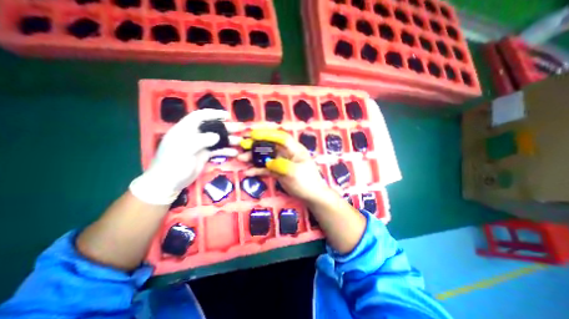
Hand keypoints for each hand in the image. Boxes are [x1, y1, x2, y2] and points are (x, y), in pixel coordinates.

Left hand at [130, 110, 237, 204]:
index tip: (227, 116)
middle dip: (226, 127)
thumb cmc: (172, 164)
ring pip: (217, 139)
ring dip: (228, 139)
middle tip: (240, 128)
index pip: (199, 116)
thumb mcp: (184, 150)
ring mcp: (200, 146)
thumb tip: (217, 136)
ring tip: (240, 141)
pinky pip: (217, 150)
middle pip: (212, 128)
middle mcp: (194, 135)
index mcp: (185, 130)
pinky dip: (226, 151)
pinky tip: (235, 153)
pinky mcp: (204, 155)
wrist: (168, 183)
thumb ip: (200, 140)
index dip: (213, 114)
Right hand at [239, 128, 331, 201]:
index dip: (267, 134)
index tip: (253, 134)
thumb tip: (267, 162)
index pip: (280, 137)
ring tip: (242, 158)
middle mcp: (287, 153)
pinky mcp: (278, 171)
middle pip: (270, 146)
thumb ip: (279, 164)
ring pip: (266, 157)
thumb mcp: (294, 172)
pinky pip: (266, 168)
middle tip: (243, 144)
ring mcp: (282, 163)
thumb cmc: (306, 181)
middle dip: (257, 144)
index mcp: (294, 149)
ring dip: (254, 157)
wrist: (311, 196)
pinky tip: (248, 171)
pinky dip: (258, 169)